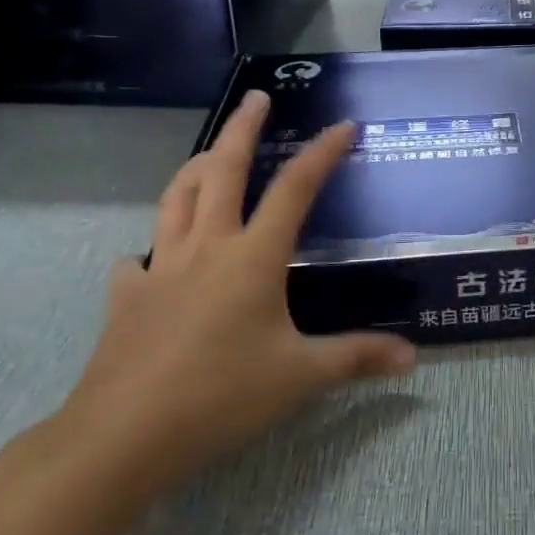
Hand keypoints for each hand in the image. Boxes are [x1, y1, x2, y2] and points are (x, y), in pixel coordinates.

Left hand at [61, 92, 416, 489]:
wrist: (122, 437)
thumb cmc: (221, 396)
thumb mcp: (301, 377)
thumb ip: (357, 358)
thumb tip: (412, 357)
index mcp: (253, 257)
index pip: (295, 189)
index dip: (322, 153)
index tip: (343, 126)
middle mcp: (207, 248)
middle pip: (223, 170)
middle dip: (242, 128)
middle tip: (256, 97)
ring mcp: (161, 269)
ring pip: (176, 199)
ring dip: (195, 167)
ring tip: (209, 152)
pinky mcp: (127, 297)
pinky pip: (138, 260)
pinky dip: (150, 249)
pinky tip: (152, 259)